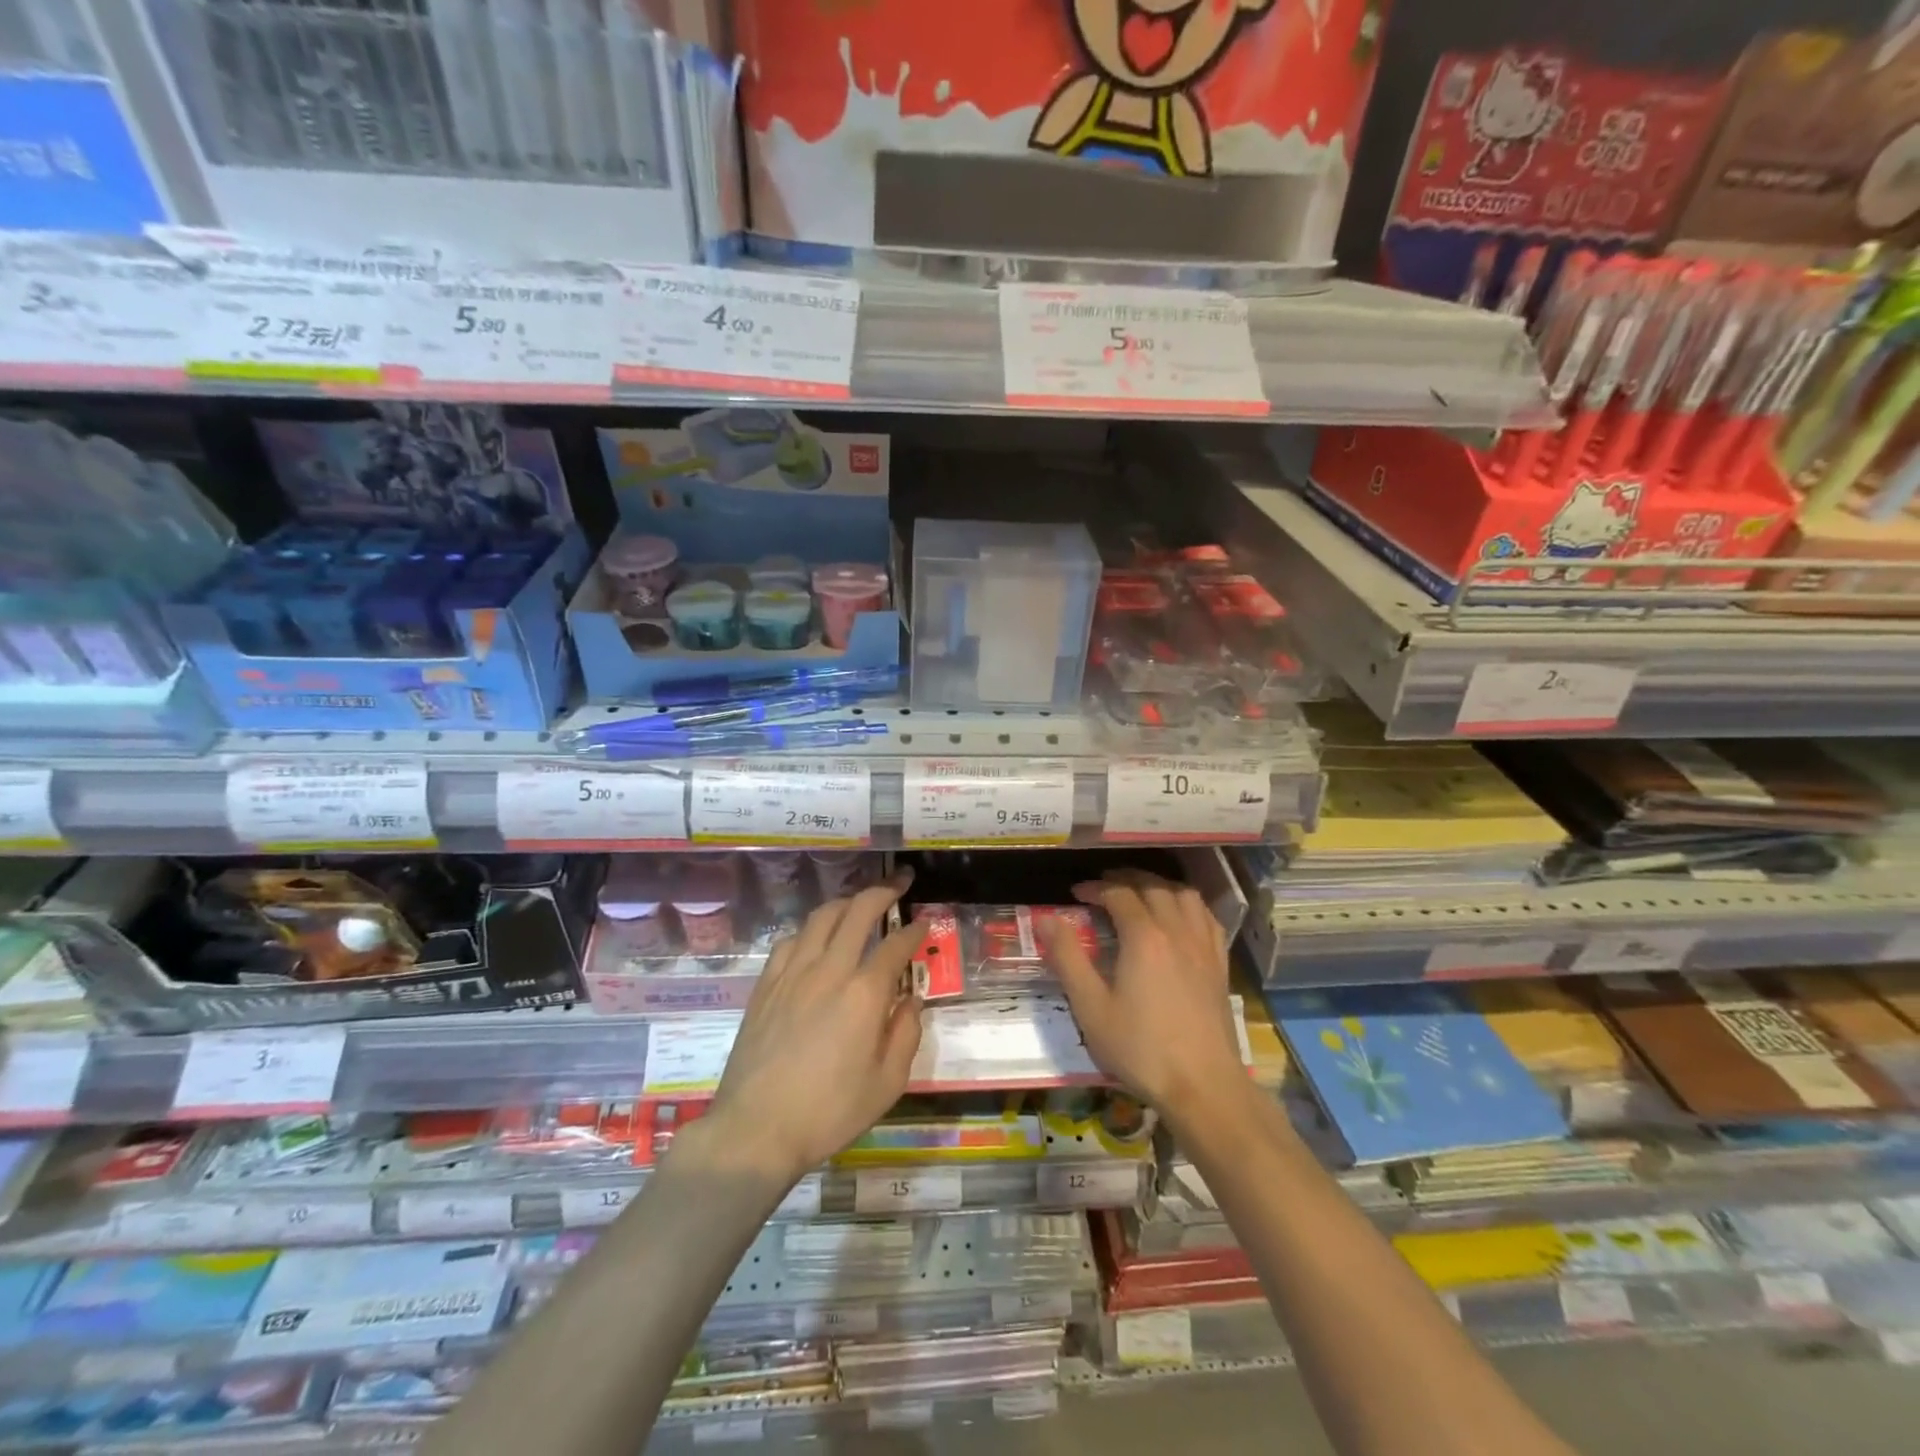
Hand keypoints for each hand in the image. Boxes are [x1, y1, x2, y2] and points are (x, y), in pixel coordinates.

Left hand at [703, 873, 926, 1184]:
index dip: (915, 930)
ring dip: (847, 902)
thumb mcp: (887, 1084)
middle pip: (858, 911)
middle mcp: (829, 970)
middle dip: (884, 891)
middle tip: (901, 882)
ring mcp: (793, 973)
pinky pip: (791, 940)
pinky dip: (811, 929)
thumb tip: (910, 1000)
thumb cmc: (829, 1112)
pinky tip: (816, 938)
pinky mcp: (766, 984)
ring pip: (822, 917)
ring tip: (861, 902)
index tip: (925, 923)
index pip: (896, 945)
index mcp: (864, 993)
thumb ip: (906, 1034)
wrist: (756, 1129)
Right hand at [1042, 871, 1243, 1119]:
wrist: (1203, 1085)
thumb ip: (1068, 958)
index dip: (1095, 888)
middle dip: (1126, 878)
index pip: (1118, 893)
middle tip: (1104, 885)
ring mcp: (1203, 946)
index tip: (1076, 894)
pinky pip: (1206, 917)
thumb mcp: (1091, 1007)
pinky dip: (1188, 905)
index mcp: (1144, 937)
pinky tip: (1179, 917)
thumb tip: (1046, 919)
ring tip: (1140, 892)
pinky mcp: (1219, 964)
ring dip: (1159, 885)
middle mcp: (1176, 930)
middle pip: (1153, 886)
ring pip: (1184, 896)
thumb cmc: (1140, 1048)